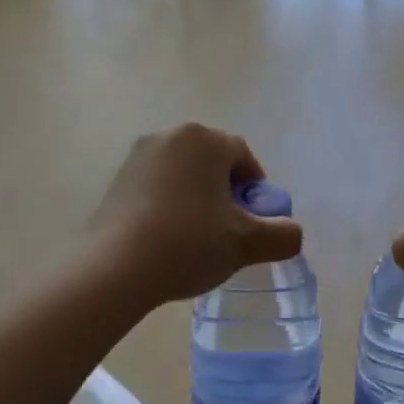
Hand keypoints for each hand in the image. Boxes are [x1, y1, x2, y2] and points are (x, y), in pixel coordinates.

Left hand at [85, 124, 303, 309]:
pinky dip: (168, 205)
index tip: (253, 221)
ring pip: (183, 174)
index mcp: (205, 139)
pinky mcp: (116, 179)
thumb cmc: (188, 243)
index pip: (243, 157)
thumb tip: (291, 233)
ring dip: (196, 198)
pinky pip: (156, 185)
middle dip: (225, 191)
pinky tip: (166, 238)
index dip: (255, 190)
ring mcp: (138, 155)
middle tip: (228, 230)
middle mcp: (170, 135)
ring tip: (196, 238)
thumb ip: (282, 235)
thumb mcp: (246, 243)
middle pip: (212, 162)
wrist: (113, 268)